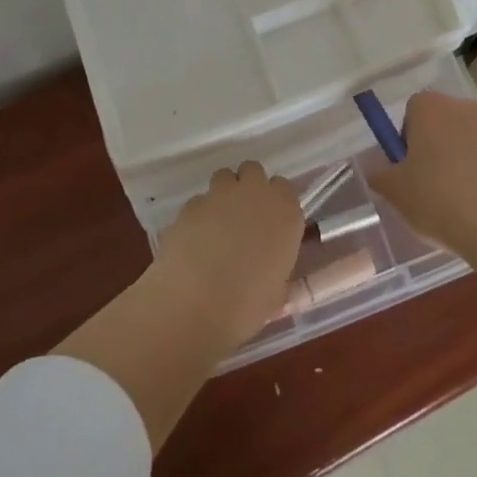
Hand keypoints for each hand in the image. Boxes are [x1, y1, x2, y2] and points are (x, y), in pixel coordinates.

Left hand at [155, 162, 303, 348]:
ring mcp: (220, 194)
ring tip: (216, 228)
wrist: (196, 305)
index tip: (269, 223)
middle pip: (253, 171)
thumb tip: (268, 268)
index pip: (284, 188)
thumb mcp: (277, 291)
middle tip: (243, 219)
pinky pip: (199, 201)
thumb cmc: (248, 305)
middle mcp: (255, 193)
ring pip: (224, 178)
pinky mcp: (191, 203)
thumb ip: (276, 267)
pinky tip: (193, 243)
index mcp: (285, 212)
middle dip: (248, 187)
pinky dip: (199, 216)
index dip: (275, 204)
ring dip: (223, 196)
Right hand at [369, 91, 476, 263]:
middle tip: (431, 184)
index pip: (412, 110)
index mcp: (431, 108)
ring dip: (464, 158)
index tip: (409, 167)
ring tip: (461, 199)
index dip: (408, 137)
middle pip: (443, 121)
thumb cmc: (438, 200)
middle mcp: (464, 107)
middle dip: (436, 146)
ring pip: (471, 139)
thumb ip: (379, 174)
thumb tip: (377, 169)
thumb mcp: (395, 192)